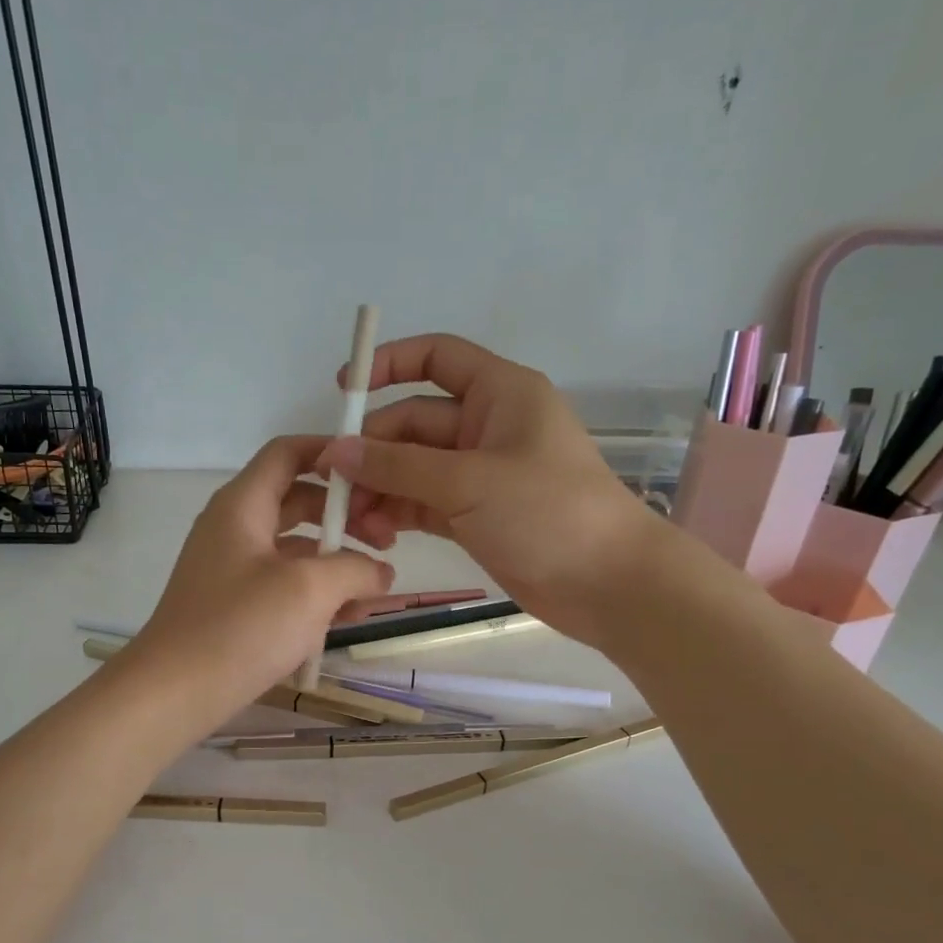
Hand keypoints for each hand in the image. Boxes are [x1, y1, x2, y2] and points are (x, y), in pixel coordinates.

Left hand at [121, 436, 396, 718]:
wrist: (174, 694)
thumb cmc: (240, 628)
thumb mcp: (310, 589)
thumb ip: (356, 569)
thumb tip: (381, 572)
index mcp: (243, 505)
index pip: (288, 453)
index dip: (332, 454)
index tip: (376, 475)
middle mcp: (235, 528)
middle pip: (299, 501)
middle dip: (346, 517)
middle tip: (388, 542)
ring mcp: (233, 569)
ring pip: (296, 550)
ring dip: (337, 563)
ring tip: (376, 592)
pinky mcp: (236, 605)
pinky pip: (284, 585)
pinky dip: (316, 594)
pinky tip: (346, 620)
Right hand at [317, 334, 667, 650]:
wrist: (607, 584)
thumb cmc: (547, 513)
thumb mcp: (468, 481)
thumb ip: (398, 465)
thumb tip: (335, 450)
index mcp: (499, 393)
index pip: (437, 358)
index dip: (388, 365)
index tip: (341, 392)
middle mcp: (486, 427)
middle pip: (413, 423)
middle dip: (373, 452)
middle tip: (335, 487)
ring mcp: (479, 474)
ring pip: (413, 468)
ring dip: (380, 489)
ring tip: (354, 522)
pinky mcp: (474, 515)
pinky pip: (423, 503)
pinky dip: (398, 514)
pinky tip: (375, 534)